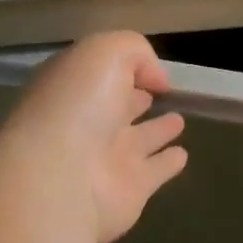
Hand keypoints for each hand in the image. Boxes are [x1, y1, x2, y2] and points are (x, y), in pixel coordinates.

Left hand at [0, 32, 187, 242]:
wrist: (60, 178)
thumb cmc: (76, 104)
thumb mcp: (104, 52)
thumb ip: (135, 52)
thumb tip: (155, 80)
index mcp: (72, 89)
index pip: (99, 74)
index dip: (123, 67)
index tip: (151, 69)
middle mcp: (86, 123)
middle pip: (117, 107)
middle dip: (136, 98)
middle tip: (162, 92)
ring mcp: (107, 159)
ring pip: (139, 139)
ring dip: (158, 130)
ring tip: (179, 121)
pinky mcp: (129, 190)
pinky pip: (155, 171)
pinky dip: (169, 164)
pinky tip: (182, 155)